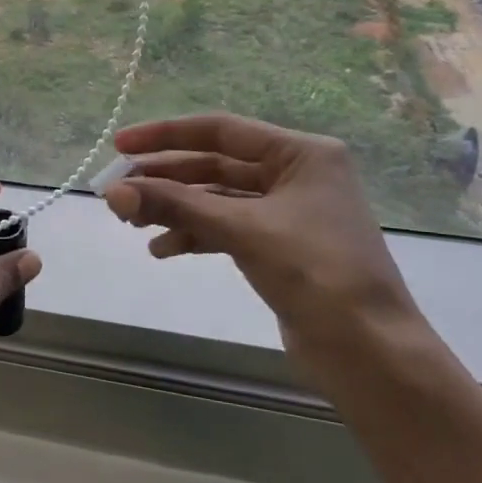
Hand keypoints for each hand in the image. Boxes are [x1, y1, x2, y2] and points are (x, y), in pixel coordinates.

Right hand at [102, 114, 423, 371]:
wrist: (369, 352)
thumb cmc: (315, 273)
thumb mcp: (242, 230)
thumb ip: (175, 206)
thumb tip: (111, 192)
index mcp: (301, 153)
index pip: (221, 130)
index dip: (165, 135)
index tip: (120, 145)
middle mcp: (296, 174)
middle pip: (215, 165)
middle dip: (165, 179)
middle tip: (117, 192)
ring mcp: (288, 212)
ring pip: (217, 199)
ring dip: (175, 209)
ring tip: (132, 223)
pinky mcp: (279, 247)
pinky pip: (226, 229)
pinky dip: (194, 236)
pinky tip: (162, 250)